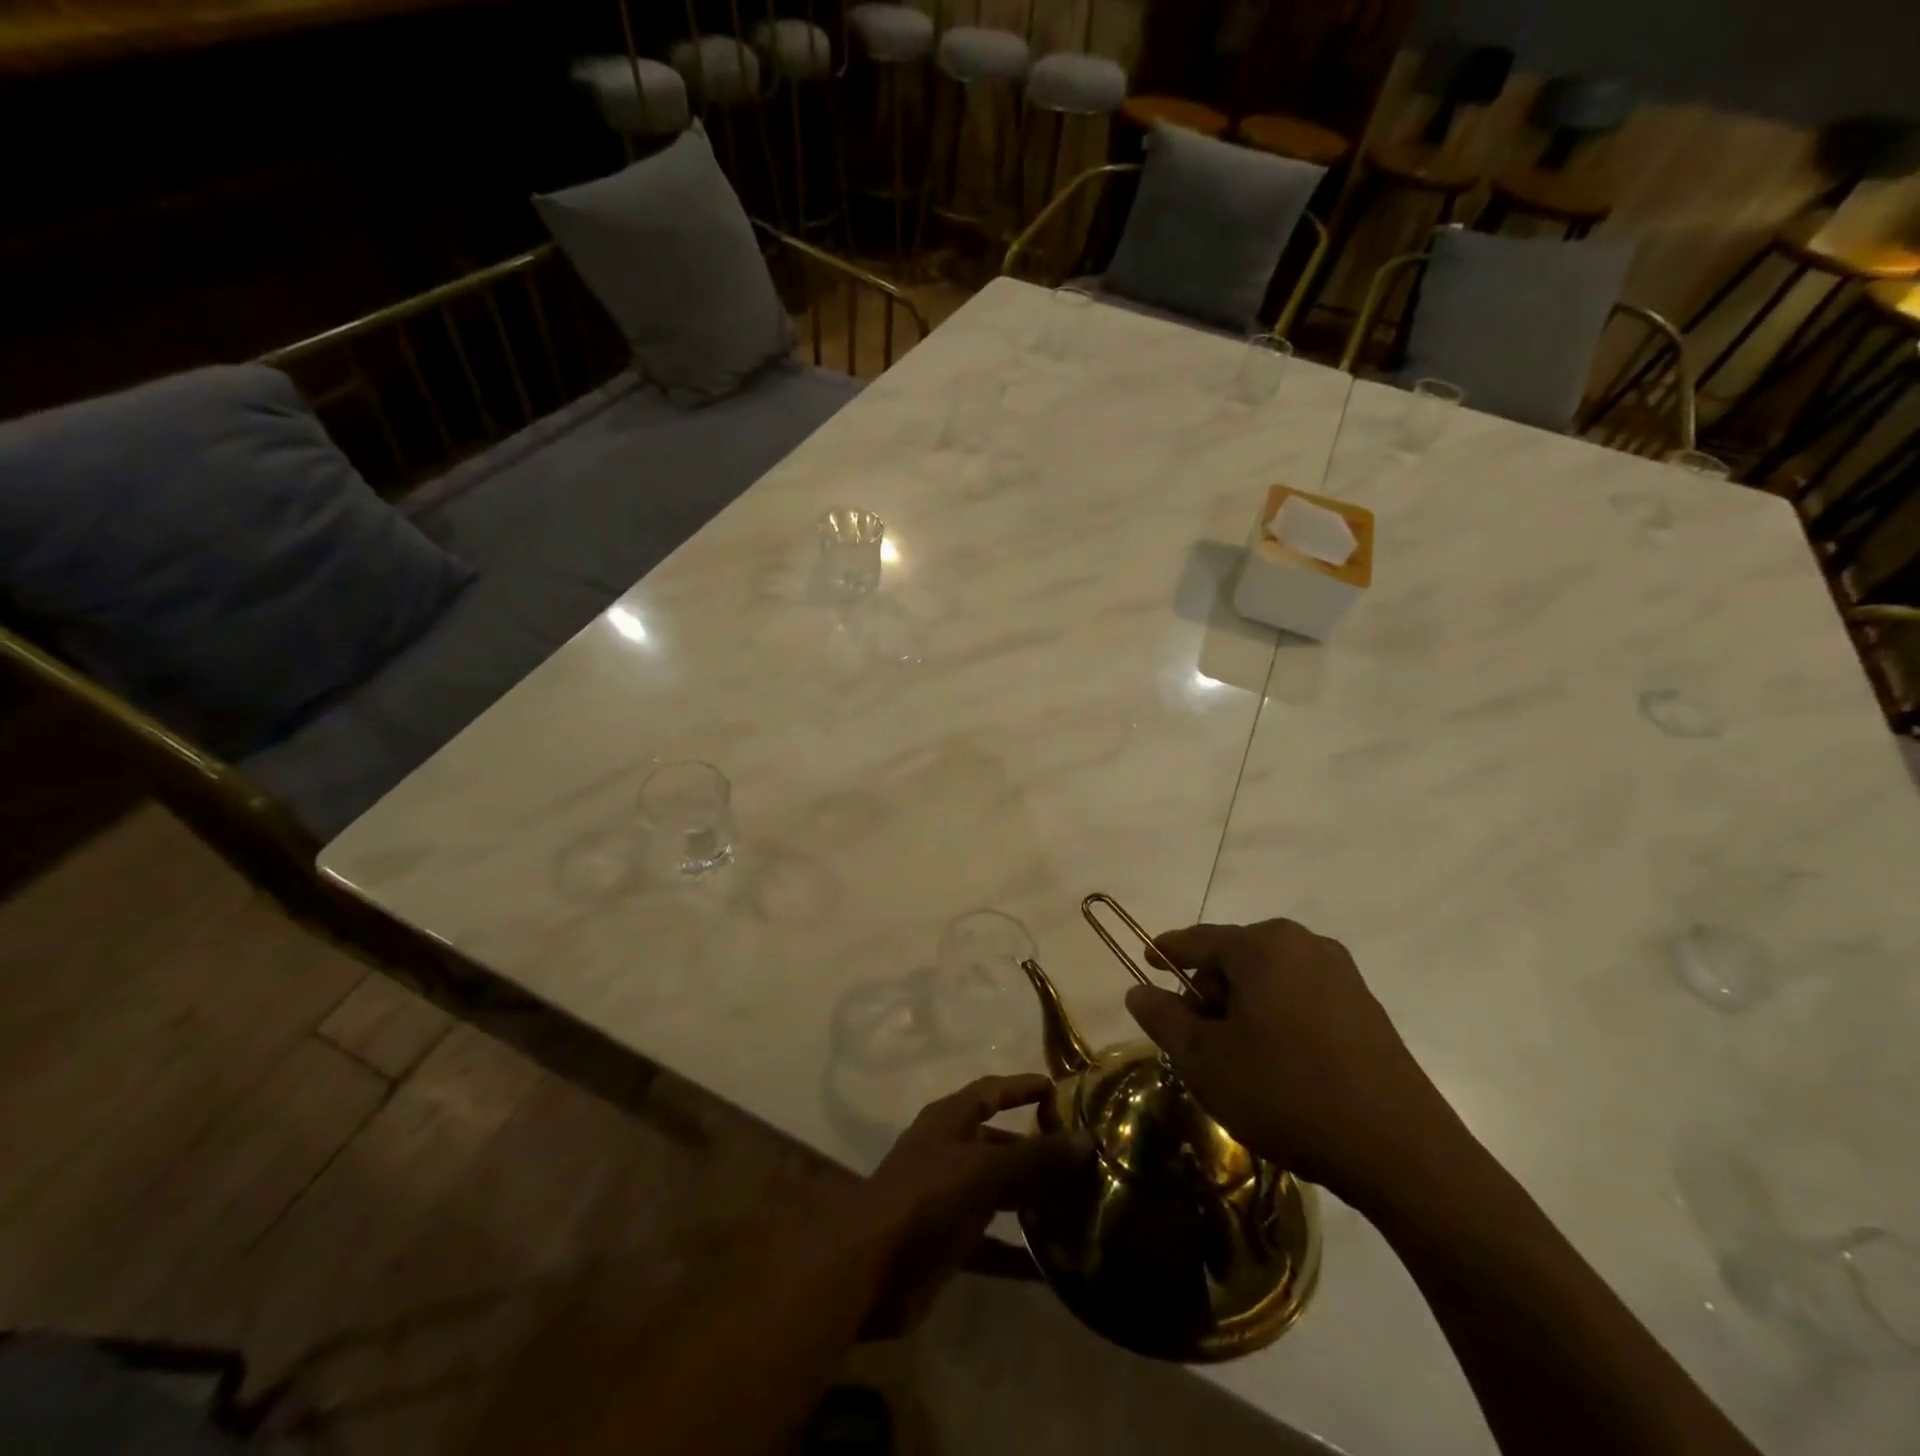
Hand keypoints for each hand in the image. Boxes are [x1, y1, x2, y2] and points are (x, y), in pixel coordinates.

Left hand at [855, 1073, 1083, 1335]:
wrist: (868, 1271)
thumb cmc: (924, 1199)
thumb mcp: (982, 1170)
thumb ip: (1034, 1157)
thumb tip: (1085, 1139)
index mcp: (949, 1121)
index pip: (991, 1091)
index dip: (1021, 1087)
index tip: (1058, 1090)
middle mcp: (948, 1152)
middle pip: (998, 1142)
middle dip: (1035, 1148)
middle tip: (1082, 1159)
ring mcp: (947, 1198)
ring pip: (998, 1190)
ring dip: (1031, 1197)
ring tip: (1078, 1205)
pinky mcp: (948, 1242)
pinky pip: (992, 1242)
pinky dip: (1018, 1252)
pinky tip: (1052, 1267)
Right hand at [1126, 920, 1458, 1211]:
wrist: (1401, 1153)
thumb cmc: (1287, 1092)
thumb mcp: (1206, 1060)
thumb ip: (1164, 1018)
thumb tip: (1139, 991)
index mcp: (1264, 945)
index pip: (1198, 939)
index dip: (1167, 951)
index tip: (1146, 962)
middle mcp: (1305, 945)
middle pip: (1236, 959)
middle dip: (1210, 994)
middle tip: (1197, 1042)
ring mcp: (1343, 976)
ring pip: (1270, 981)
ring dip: (1244, 1011)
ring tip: (1238, 1062)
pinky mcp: (1367, 1010)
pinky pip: (1303, 1000)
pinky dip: (1279, 1021)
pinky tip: (1281, 1068)